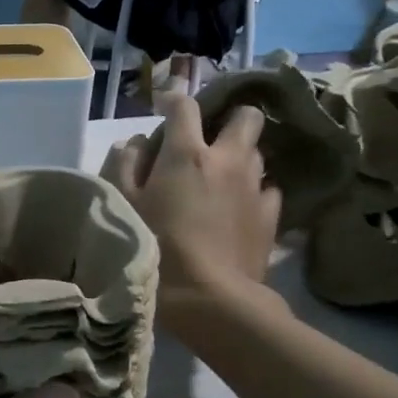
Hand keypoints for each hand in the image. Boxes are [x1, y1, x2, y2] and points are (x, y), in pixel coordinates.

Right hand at [104, 96, 280, 302]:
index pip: (184, 105)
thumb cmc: (156, 246)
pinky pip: (267, 189)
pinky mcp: (272, 216)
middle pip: (246, 116)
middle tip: (209, 140)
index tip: (163, 109)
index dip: (172, 101)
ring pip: (257, 152)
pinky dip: (253, 191)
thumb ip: (125, 166)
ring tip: (221, 178)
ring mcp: (255, 187)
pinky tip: (239, 208)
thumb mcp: (125, 204)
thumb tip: (134, 143)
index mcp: (187, 153)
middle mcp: (228, 159)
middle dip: (229, 118)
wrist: (208, 297)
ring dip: (240, 156)